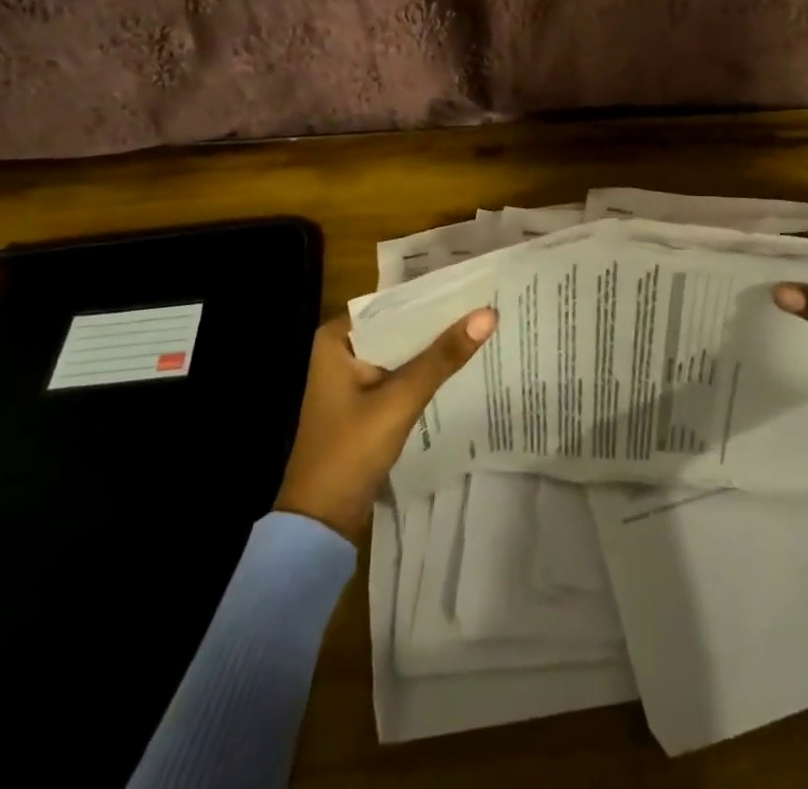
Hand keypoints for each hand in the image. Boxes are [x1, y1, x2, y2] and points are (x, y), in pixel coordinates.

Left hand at [273, 309, 495, 537]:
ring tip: (481, 326)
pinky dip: (426, 370)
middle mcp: (342, 350)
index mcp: (337, 339)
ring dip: (434, 345)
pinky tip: (459, 364)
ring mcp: (352, 377)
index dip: (433, 294)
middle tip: (486, 304)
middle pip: (399, 326)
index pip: (393, 303)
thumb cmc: (350, 452)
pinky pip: (401, 373)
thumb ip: (442, 357)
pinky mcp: (365, 401)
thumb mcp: (400, 400)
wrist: (320, 522)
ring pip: (403, 350)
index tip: (473, 285)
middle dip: (438, 320)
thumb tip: (487, 314)